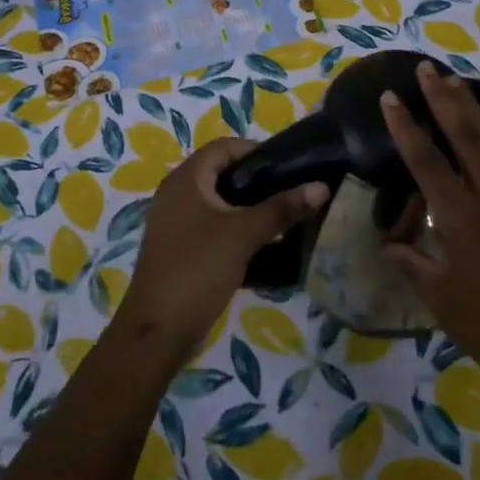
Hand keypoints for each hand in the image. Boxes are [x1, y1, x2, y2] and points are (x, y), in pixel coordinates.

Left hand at [121, 138, 326, 367]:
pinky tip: (265, 246)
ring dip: (250, 208)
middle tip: (292, 192)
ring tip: (285, 218)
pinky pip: (215, 228)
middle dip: (258, 182)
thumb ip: (282, 208)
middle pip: (223, 174)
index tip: (289, 166)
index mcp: (186, 180)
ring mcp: (177, 223)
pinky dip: (238, 231)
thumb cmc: (197, 269)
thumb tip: (321, 186)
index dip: (256, 151)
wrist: (157, 332)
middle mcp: (177, 194)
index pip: (224, 147)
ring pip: (221, 203)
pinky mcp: (182, 249)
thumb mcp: (243, 235)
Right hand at [381, 61, 479, 401]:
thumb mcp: (440, 300)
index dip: (405, 127)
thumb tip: (389, 244)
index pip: (426, 161)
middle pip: (466, 135)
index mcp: (461, 219)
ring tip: (454, 83)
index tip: (390, 96)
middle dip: (444, 98)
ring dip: (472, 109)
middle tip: (427, 68)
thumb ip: (413, 264)